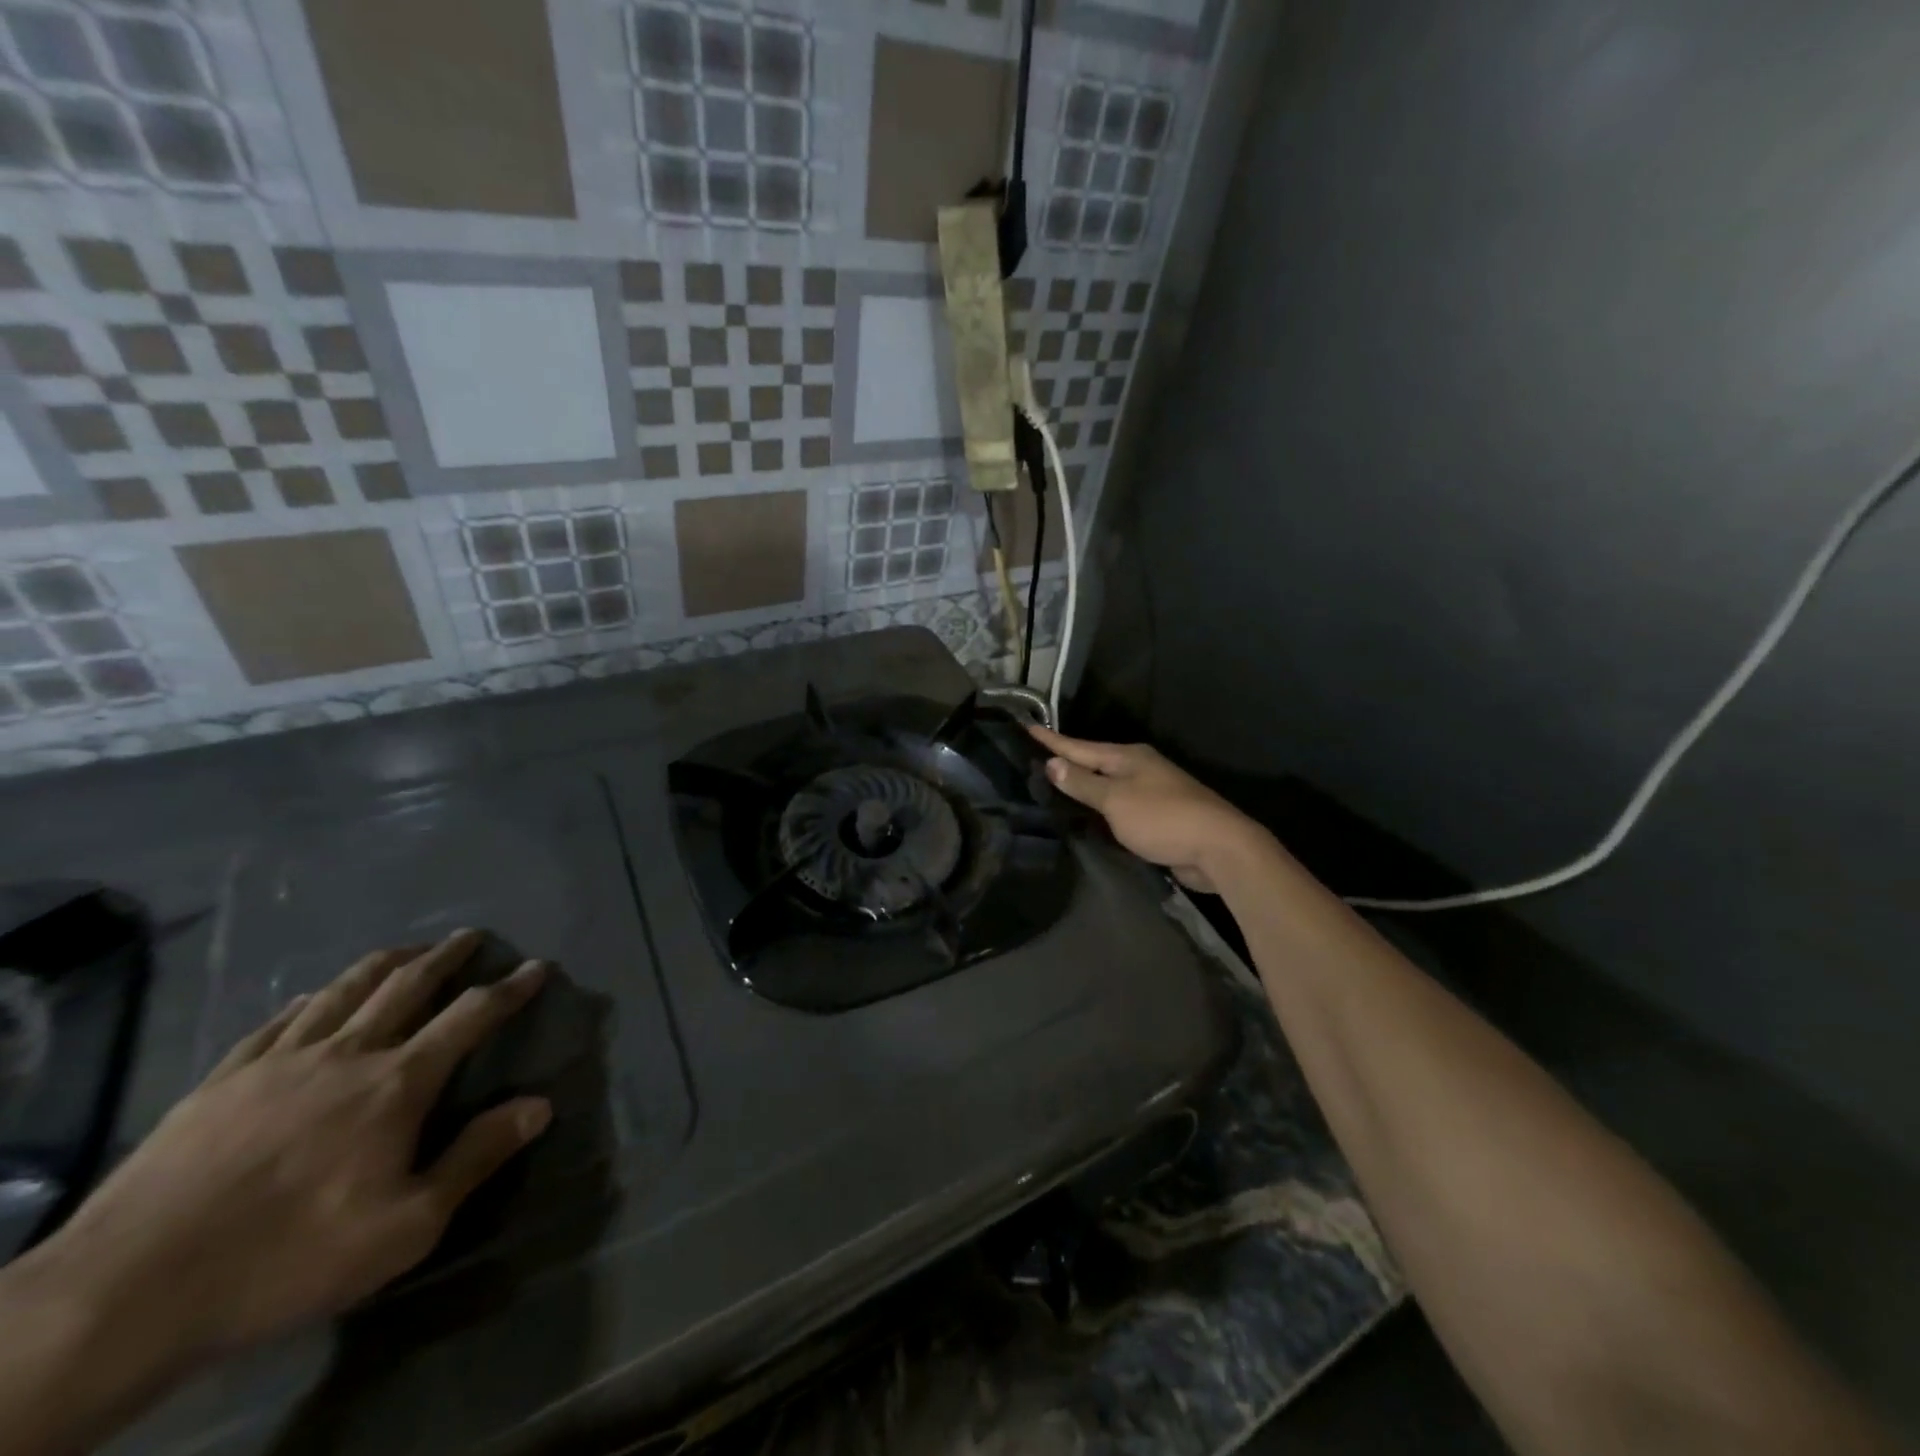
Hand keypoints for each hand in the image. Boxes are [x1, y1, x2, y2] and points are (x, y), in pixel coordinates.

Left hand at [30, 931, 550, 1371]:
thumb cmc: (289, 1258)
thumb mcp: (407, 1226)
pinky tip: (311, 997)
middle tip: (470, 936)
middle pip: (406, 985)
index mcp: (397, 1083)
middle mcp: (346, 1053)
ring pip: (343, 990)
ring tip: (405, 948)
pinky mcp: (221, 1081)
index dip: (509, 988)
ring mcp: (278, 1062)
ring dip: (383, 963)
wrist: (125, 1295)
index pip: (470, 1016)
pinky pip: (277, 1021)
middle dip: (445, 956)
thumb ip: (476, 1157)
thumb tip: (540, 1104)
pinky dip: (308, 999)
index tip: (537, 965)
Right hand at [1029, 726, 1269, 892]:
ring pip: (1107, 784)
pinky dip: (1100, 806)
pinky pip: (1119, 805)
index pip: (1079, 747)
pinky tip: (1087, 814)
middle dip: (1067, 760)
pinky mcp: (1157, 816)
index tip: (1027, 727)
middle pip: (1094, 762)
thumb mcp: (1116, 800)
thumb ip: (1083, 784)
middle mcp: (1139, 768)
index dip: (1052, 741)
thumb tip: (1052, 763)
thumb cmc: (1162, 817)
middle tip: (1034, 758)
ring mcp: (1151, 791)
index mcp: (1127, 757)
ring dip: (1083, 784)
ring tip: (1054, 784)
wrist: (1218, 847)